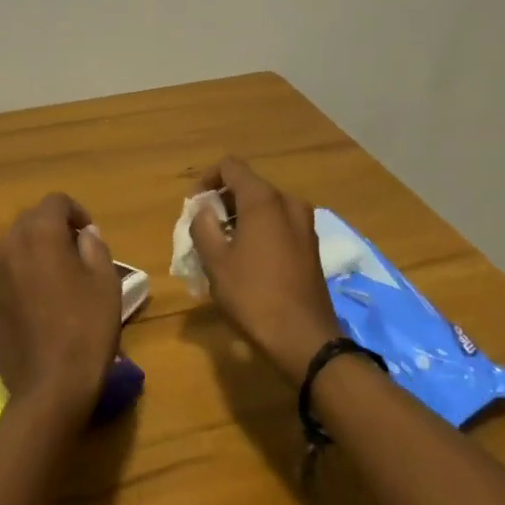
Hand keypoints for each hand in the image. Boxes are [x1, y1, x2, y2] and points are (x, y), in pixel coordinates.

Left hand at [0, 194, 121, 422]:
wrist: (51, 384)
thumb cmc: (86, 328)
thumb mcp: (105, 282)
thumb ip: (94, 246)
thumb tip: (84, 233)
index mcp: (41, 233)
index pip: (56, 202)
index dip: (76, 212)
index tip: (89, 235)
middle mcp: (9, 244)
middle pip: (30, 220)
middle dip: (52, 229)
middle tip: (74, 255)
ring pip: (10, 245)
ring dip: (29, 249)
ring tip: (48, 276)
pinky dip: (7, 273)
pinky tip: (21, 294)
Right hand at [189, 158, 341, 385]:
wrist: (304, 338)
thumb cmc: (253, 295)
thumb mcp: (215, 261)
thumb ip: (202, 226)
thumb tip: (204, 210)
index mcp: (263, 200)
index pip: (230, 167)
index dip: (206, 180)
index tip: (193, 206)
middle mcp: (288, 203)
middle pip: (249, 186)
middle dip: (222, 201)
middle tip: (203, 229)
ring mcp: (304, 224)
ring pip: (265, 206)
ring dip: (240, 217)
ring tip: (221, 246)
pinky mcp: (311, 245)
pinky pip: (279, 224)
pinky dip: (259, 230)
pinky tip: (247, 259)